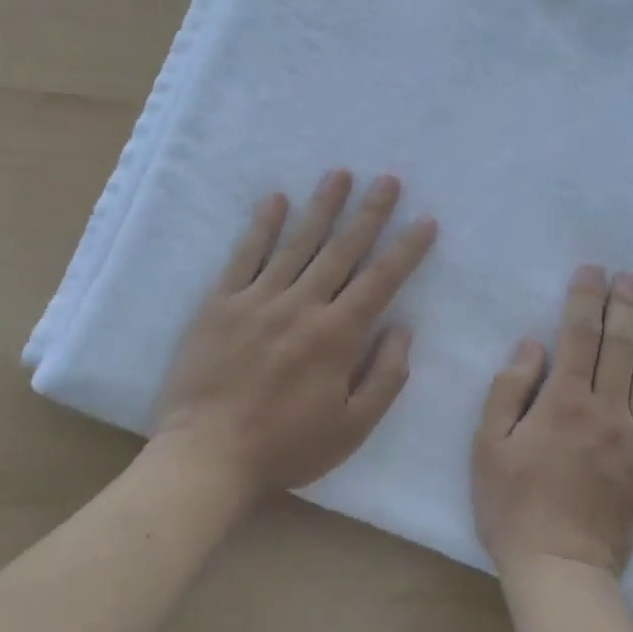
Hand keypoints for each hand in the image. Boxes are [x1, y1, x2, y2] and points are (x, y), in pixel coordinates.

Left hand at [155, 170, 437, 498]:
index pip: (381, 280)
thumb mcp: (352, 428)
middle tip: (388, 180)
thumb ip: (385, 377)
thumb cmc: (286, 447)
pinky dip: (261, 227)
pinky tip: (275, 200)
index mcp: (337, 336)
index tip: (425, 221)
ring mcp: (258, 300)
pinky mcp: (221, 304)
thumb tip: (403, 329)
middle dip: (369, 213)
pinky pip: (244, 256)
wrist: (207, 456)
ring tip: (340, 175)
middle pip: (342, 250)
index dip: (407, 249)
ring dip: (321, 207)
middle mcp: (301, 306)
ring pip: (297, 243)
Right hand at [472, 265, 632, 576]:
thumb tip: (534, 345)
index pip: (580, 336)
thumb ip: (509, 389)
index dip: (585, 299)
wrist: (563, 567)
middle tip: (630, 274)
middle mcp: (608, 410)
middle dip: (624, 305)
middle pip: (620, 346)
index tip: (592, 270)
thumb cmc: (514, 506)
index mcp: (564, 402)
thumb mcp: (489, 446)